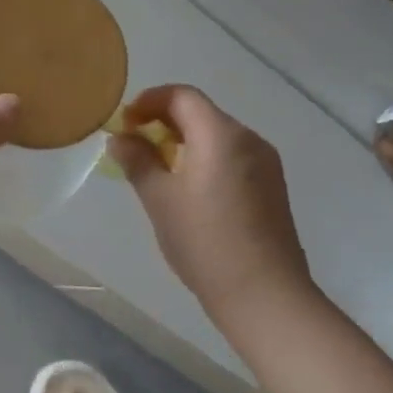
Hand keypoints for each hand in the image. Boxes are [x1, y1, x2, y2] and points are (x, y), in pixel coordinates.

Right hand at [110, 85, 313, 318]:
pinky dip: (204, 157)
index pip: (182, 96)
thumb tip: (120, 139)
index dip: (149, 101)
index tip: (125, 123)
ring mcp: (265, 164)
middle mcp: (249, 139)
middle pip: (201, 112)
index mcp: (221, 135)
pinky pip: (231, 156)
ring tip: (157, 168)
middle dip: (164, 121)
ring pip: (217, 135)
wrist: (265, 296)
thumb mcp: (159, 199)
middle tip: (135, 145)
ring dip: (184, 140)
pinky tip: (188, 189)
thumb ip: (137, 161)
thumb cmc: (205, 242)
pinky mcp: (272, 187)